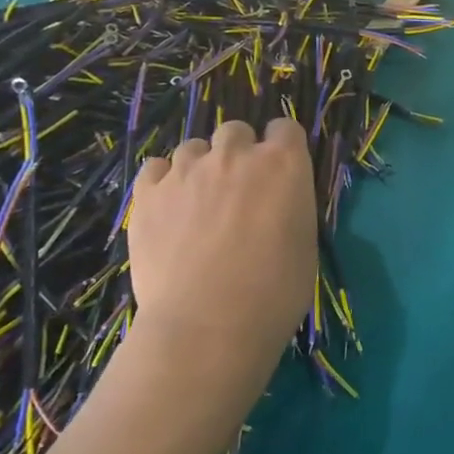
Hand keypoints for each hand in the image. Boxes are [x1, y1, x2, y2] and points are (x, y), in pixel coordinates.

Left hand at [126, 119, 317, 372]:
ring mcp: (187, 170)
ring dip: (200, 167)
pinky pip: (154, 168)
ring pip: (193, 148)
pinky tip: (168, 208)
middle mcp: (236, 155)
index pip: (285, 129)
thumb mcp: (305, 242)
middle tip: (238, 189)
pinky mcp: (148, 193)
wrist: (209, 325)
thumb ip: (290, 206)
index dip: (282, 148)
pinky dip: (163, 181)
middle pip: (236, 130)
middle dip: (239, 152)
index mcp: (284, 164)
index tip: (280, 172)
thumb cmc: (275, 291)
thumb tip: (275, 203)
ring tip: (198, 202)